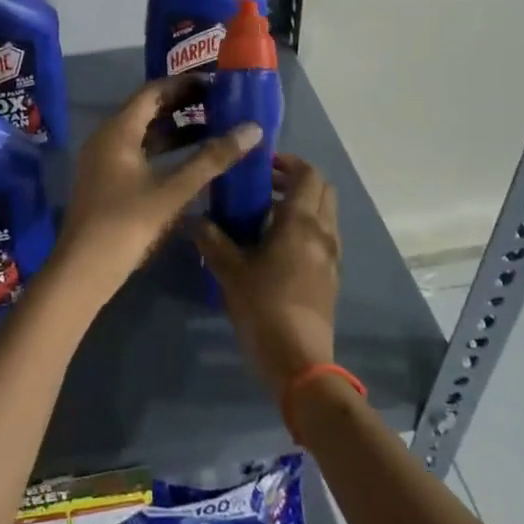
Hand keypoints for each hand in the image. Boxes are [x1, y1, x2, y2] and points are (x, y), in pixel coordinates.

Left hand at [49, 78, 263, 311]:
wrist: (84, 270)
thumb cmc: (127, 224)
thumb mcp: (174, 191)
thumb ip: (212, 159)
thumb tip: (252, 129)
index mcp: (118, 130)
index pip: (153, 91)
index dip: (184, 84)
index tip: (216, 83)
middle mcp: (107, 138)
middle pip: (147, 110)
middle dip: (182, 105)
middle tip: (219, 104)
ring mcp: (104, 160)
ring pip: (143, 134)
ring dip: (175, 129)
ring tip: (212, 129)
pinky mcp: (107, 181)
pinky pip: (138, 153)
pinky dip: (164, 151)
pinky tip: (189, 162)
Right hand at [191, 154, 340, 398]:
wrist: (299, 362)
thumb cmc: (263, 307)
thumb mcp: (229, 271)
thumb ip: (211, 239)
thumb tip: (192, 216)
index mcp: (301, 222)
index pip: (307, 174)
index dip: (287, 161)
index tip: (260, 164)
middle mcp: (323, 233)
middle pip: (322, 189)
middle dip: (296, 180)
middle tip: (263, 185)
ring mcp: (331, 256)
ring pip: (325, 214)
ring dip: (301, 204)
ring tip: (264, 214)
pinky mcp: (330, 277)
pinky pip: (323, 237)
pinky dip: (305, 227)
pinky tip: (275, 245)